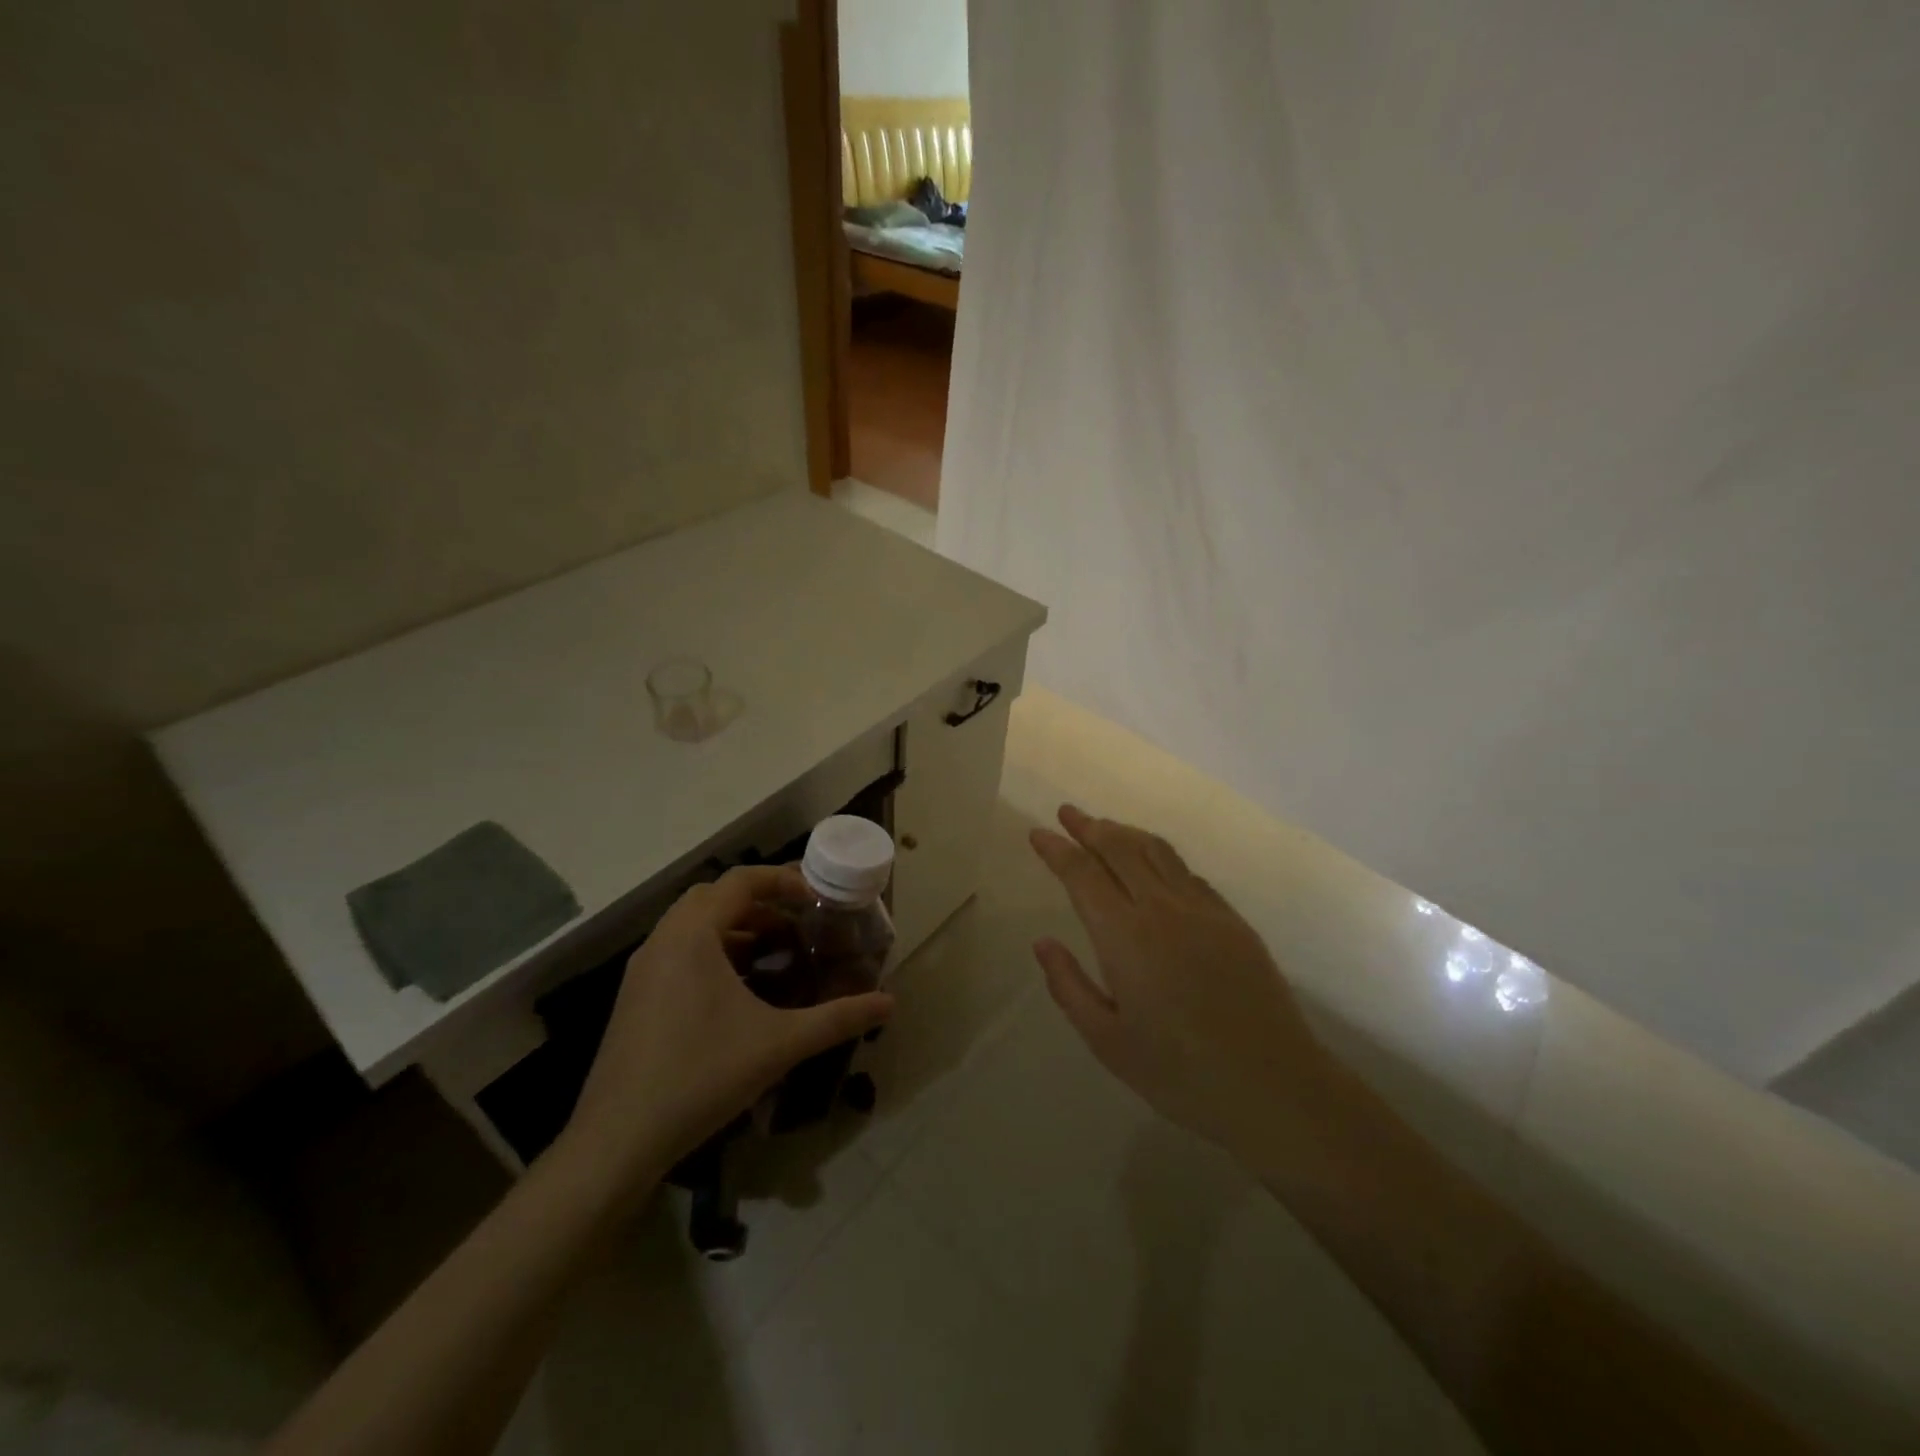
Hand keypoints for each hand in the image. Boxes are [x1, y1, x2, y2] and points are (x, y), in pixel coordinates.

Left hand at [565, 865, 893, 1184]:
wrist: (617, 1140)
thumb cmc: (701, 1075)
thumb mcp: (778, 1044)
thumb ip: (837, 1018)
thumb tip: (889, 1003)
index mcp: (692, 936)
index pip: (740, 881)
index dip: (782, 882)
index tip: (816, 901)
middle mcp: (662, 941)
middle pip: (714, 896)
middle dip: (759, 903)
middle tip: (796, 925)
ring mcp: (643, 970)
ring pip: (693, 925)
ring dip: (735, 927)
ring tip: (774, 954)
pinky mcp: (635, 997)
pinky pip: (679, 952)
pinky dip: (713, 952)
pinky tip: (739, 991)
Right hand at [1029, 805, 1337, 1164]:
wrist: (1275, 1086)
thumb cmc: (1181, 1073)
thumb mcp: (1108, 1042)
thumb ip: (1069, 986)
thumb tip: (1042, 942)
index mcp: (1125, 937)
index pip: (1083, 874)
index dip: (1057, 849)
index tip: (1038, 832)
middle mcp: (1162, 909)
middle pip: (1120, 849)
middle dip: (1089, 826)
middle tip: (1067, 812)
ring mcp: (1203, 910)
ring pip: (1157, 852)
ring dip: (1125, 833)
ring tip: (1104, 827)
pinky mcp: (1233, 921)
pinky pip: (1188, 874)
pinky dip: (1161, 858)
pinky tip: (1154, 866)